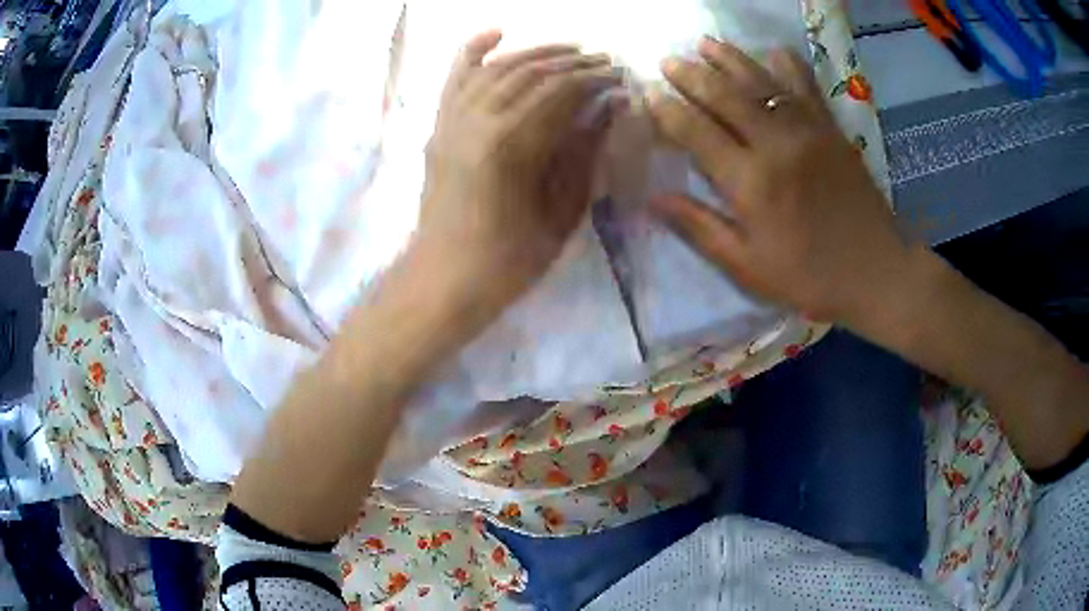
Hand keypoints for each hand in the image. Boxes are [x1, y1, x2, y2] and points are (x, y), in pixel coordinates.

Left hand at [416, 31, 623, 309]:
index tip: (622, 78)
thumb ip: (585, 152)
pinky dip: (473, 50)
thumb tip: (610, 107)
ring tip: (571, 51)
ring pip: (499, 68)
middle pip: (532, 72)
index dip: (596, 79)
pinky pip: (456, 78)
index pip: (563, 91)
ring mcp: (452, 119)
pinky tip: (496, 32)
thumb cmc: (510, 259)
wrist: (444, 279)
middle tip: (605, 62)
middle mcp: (478, 119)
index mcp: (512, 143)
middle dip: (574, 62)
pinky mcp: (439, 126)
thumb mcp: (562, 212)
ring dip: (537, 53)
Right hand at [647, 38, 912, 324]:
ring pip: (761, 82)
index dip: (668, 111)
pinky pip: (806, 86)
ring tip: (705, 43)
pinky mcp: (832, 129)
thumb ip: (700, 228)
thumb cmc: (809, 277)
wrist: (876, 273)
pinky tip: (773, 51)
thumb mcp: (748, 267)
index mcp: (751, 183)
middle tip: (668, 60)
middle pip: (725, 96)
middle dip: (691, 74)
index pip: (697, 132)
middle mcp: (776, 145)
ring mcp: (808, 131)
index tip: (648, 95)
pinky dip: (788, 64)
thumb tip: (653, 198)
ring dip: (730, 58)